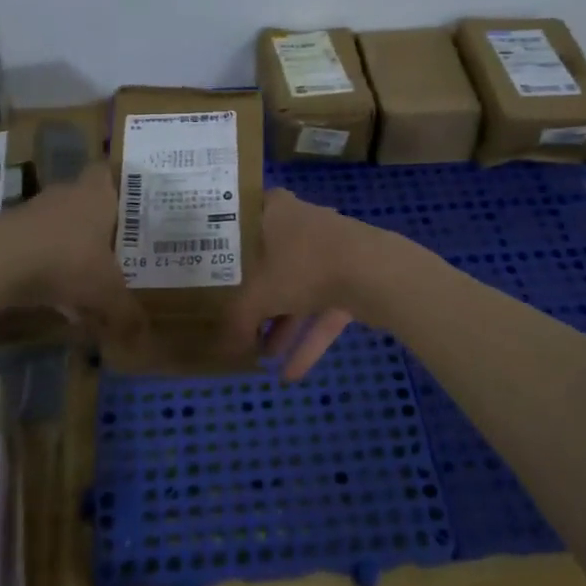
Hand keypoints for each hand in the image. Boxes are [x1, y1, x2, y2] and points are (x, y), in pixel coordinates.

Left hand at [0, 163, 143, 343]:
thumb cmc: (66, 260)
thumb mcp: (106, 292)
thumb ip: (126, 313)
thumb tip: (142, 336)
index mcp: (95, 195)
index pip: (105, 172)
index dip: (114, 183)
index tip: (123, 203)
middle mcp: (65, 195)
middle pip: (82, 200)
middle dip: (94, 224)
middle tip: (111, 249)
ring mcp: (31, 210)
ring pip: (56, 223)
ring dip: (66, 245)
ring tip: (80, 279)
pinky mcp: (6, 230)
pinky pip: (33, 243)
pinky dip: (41, 262)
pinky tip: (48, 293)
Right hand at [222, 189, 381, 381]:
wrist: (375, 273)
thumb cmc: (303, 266)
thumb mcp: (256, 296)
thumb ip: (235, 322)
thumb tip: (222, 348)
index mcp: (275, 211)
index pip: (242, 221)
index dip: (225, 245)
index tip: (210, 266)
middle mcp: (302, 224)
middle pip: (269, 261)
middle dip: (254, 297)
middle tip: (232, 320)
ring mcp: (330, 251)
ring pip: (297, 289)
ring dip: (281, 325)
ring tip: (261, 357)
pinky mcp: (352, 277)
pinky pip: (322, 310)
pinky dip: (308, 340)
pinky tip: (290, 374)